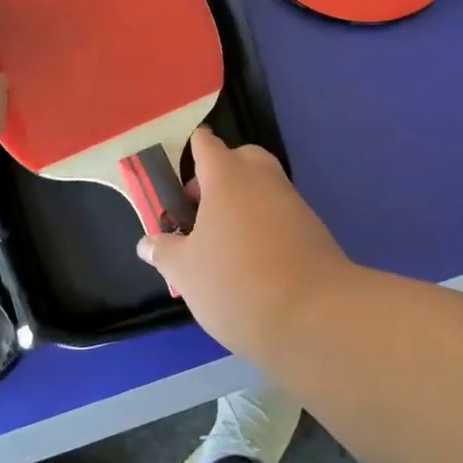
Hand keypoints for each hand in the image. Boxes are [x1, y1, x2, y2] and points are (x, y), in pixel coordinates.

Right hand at [136, 127, 354, 361]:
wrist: (315, 318)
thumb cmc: (236, 283)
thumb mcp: (185, 272)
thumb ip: (164, 251)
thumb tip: (147, 243)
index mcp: (228, 176)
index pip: (205, 144)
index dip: (189, 153)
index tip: (175, 178)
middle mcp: (263, 179)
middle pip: (240, 160)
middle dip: (219, 177)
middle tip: (199, 212)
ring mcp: (293, 203)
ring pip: (262, 189)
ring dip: (242, 205)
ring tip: (221, 246)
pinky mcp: (314, 230)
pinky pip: (280, 215)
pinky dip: (264, 227)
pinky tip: (251, 263)